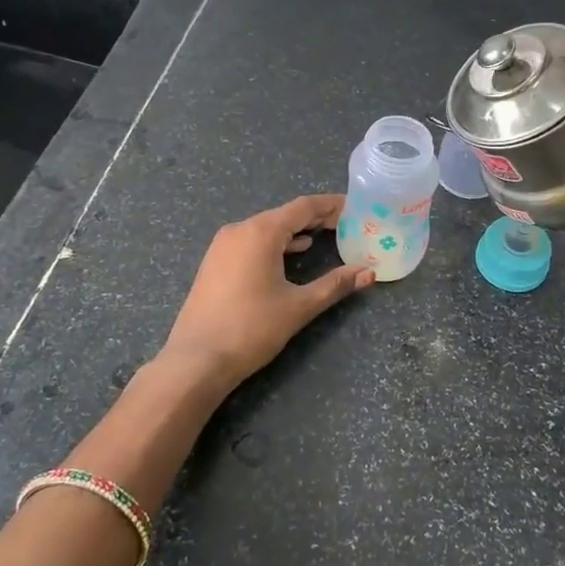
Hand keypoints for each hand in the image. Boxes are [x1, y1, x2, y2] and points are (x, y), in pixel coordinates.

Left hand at [158, 194, 374, 394]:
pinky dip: (276, 243)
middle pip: (285, 215)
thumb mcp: (299, 306)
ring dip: (296, 231)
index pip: (303, 207)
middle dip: (316, 218)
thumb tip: (368, 273)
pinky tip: (291, 254)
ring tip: (325, 237)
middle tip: (346, 225)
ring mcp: (222, 245)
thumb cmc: (251, 328)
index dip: (331, 205)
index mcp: (261, 232)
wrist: (196, 360)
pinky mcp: (215, 262)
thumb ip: (335, 285)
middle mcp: (239, 229)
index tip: (355, 208)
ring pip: (267, 228)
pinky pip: (251, 241)